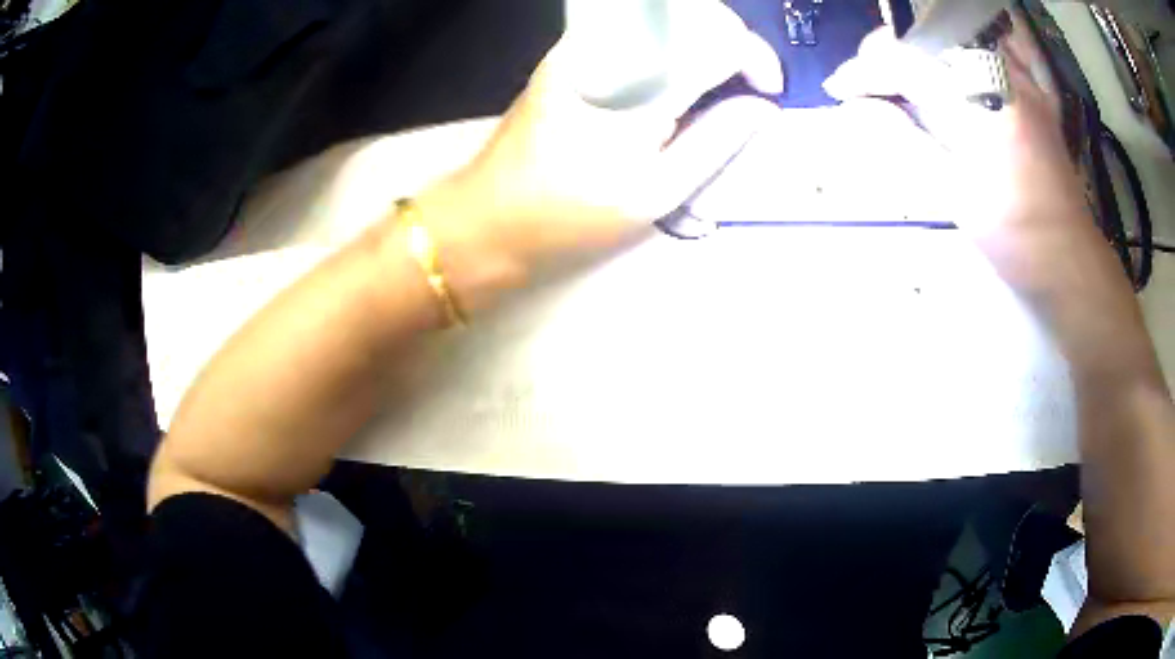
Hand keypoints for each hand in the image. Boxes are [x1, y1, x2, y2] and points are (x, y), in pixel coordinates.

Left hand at [415, 0, 782, 298]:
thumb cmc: (572, 217)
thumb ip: (716, 142)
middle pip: (690, 12)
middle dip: (732, 40)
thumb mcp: (657, 193)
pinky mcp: (569, 52)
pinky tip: (676, 80)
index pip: (715, 36)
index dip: (755, 56)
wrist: (489, 217)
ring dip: (703, 38)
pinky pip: (636, 29)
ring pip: (663, 14)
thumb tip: (762, 107)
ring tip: (716, 85)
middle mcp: (608, 48)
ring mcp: (582, 45)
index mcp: (636, 84)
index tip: (767, 91)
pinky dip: (671, 44)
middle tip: (744, 86)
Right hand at [822, 15, 1114, 292]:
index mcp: (980, 98)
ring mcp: (1022, 79)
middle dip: (890, 56)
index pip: (906, 59)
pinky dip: (963, 57)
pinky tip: (954, 78)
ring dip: (922, 53)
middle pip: (927, 37)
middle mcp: (1001, 74)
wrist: (1071, 262)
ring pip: (957, 38)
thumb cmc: (1017, 237)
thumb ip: (905, 141)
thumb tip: (857, 107)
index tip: (839, 90)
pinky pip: (992, 51)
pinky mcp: (1034, 94)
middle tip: (870, 88)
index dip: (865, 70)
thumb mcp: (955, 195)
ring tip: (904, 81)